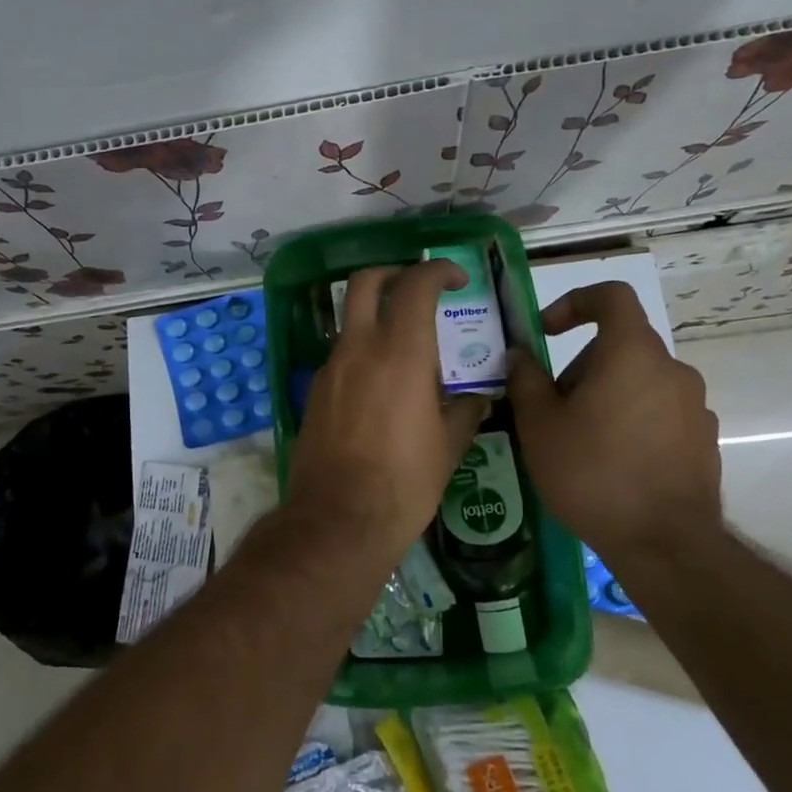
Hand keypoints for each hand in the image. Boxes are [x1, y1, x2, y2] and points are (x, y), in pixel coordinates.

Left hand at [286, 261, 488, 562]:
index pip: (416, 285)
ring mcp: (330, 369)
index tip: (456, 278)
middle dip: (393, 273)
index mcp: (400, 353)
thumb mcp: (448, 446)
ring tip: (405, 346)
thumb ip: (465, 410)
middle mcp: (359, 348)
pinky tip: (380, 385)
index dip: (438, 270)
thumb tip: (477, 396)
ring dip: (375, 317)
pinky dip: (361, 352)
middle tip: (417, 288)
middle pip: (365, 282)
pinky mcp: (314, 392)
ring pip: (350, 320)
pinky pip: (340, 355)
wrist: (338, 520)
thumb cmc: (404, 483)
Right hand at [506, 281, 721, 550]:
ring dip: (606, 395)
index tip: (546, 331)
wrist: (664, 543)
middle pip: (620, 346)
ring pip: (639, 381)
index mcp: (632, 353)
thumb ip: (525, 379)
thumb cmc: (592, 472)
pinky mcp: (703, 440)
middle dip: (580, 366)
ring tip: (578, 440)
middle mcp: (672, 369)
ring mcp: (695, 406)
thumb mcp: (539, 425)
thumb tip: (520, 355)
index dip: (575, 302)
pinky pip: (659, 412)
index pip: (611, 296)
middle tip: (551, 407)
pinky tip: (611, 463)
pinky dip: (632, 420)